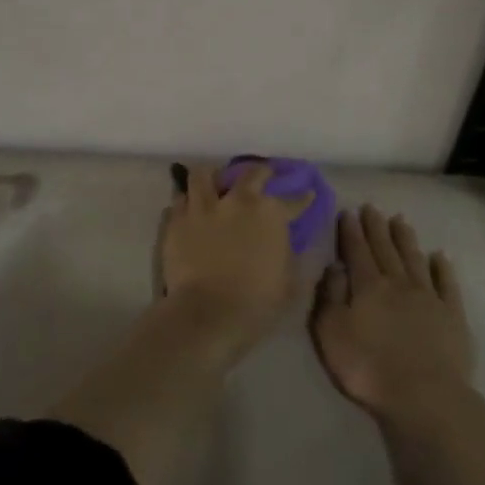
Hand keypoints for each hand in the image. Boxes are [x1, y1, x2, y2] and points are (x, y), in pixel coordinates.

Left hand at [159, 163, 313, 361]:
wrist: (208, 312)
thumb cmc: (257, 301)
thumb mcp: (290, 283)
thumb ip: (293, 257)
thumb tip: (293, 246)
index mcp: (270, 213)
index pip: (293, 200)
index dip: (302, 198)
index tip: (307, 194)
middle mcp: (236, 200)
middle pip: (250, 173)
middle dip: (260, 172)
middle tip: (262, 176)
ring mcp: (203, 207)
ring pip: (204, 175)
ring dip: (212, 177)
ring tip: (214, 183)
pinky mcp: (176, 220)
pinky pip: (179, 200)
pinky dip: (187, 202)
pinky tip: (189, 209)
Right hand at [310, 204, 474, 423]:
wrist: (423, 395)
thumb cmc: (368, 367)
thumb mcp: (331, 332)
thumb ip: (330, 296)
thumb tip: (334, 266)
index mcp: (367, 286)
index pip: (357, 251)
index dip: (351, 231)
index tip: (348, 212)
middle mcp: (398, 283)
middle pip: (385, 249)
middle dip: (376, 227)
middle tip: (372, 208)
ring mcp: (428, 297)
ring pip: (414, 259)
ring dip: (405, 239)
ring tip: (400, 221)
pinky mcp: (452, 315)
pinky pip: (446, 283)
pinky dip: (442, 267)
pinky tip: (439, 256)